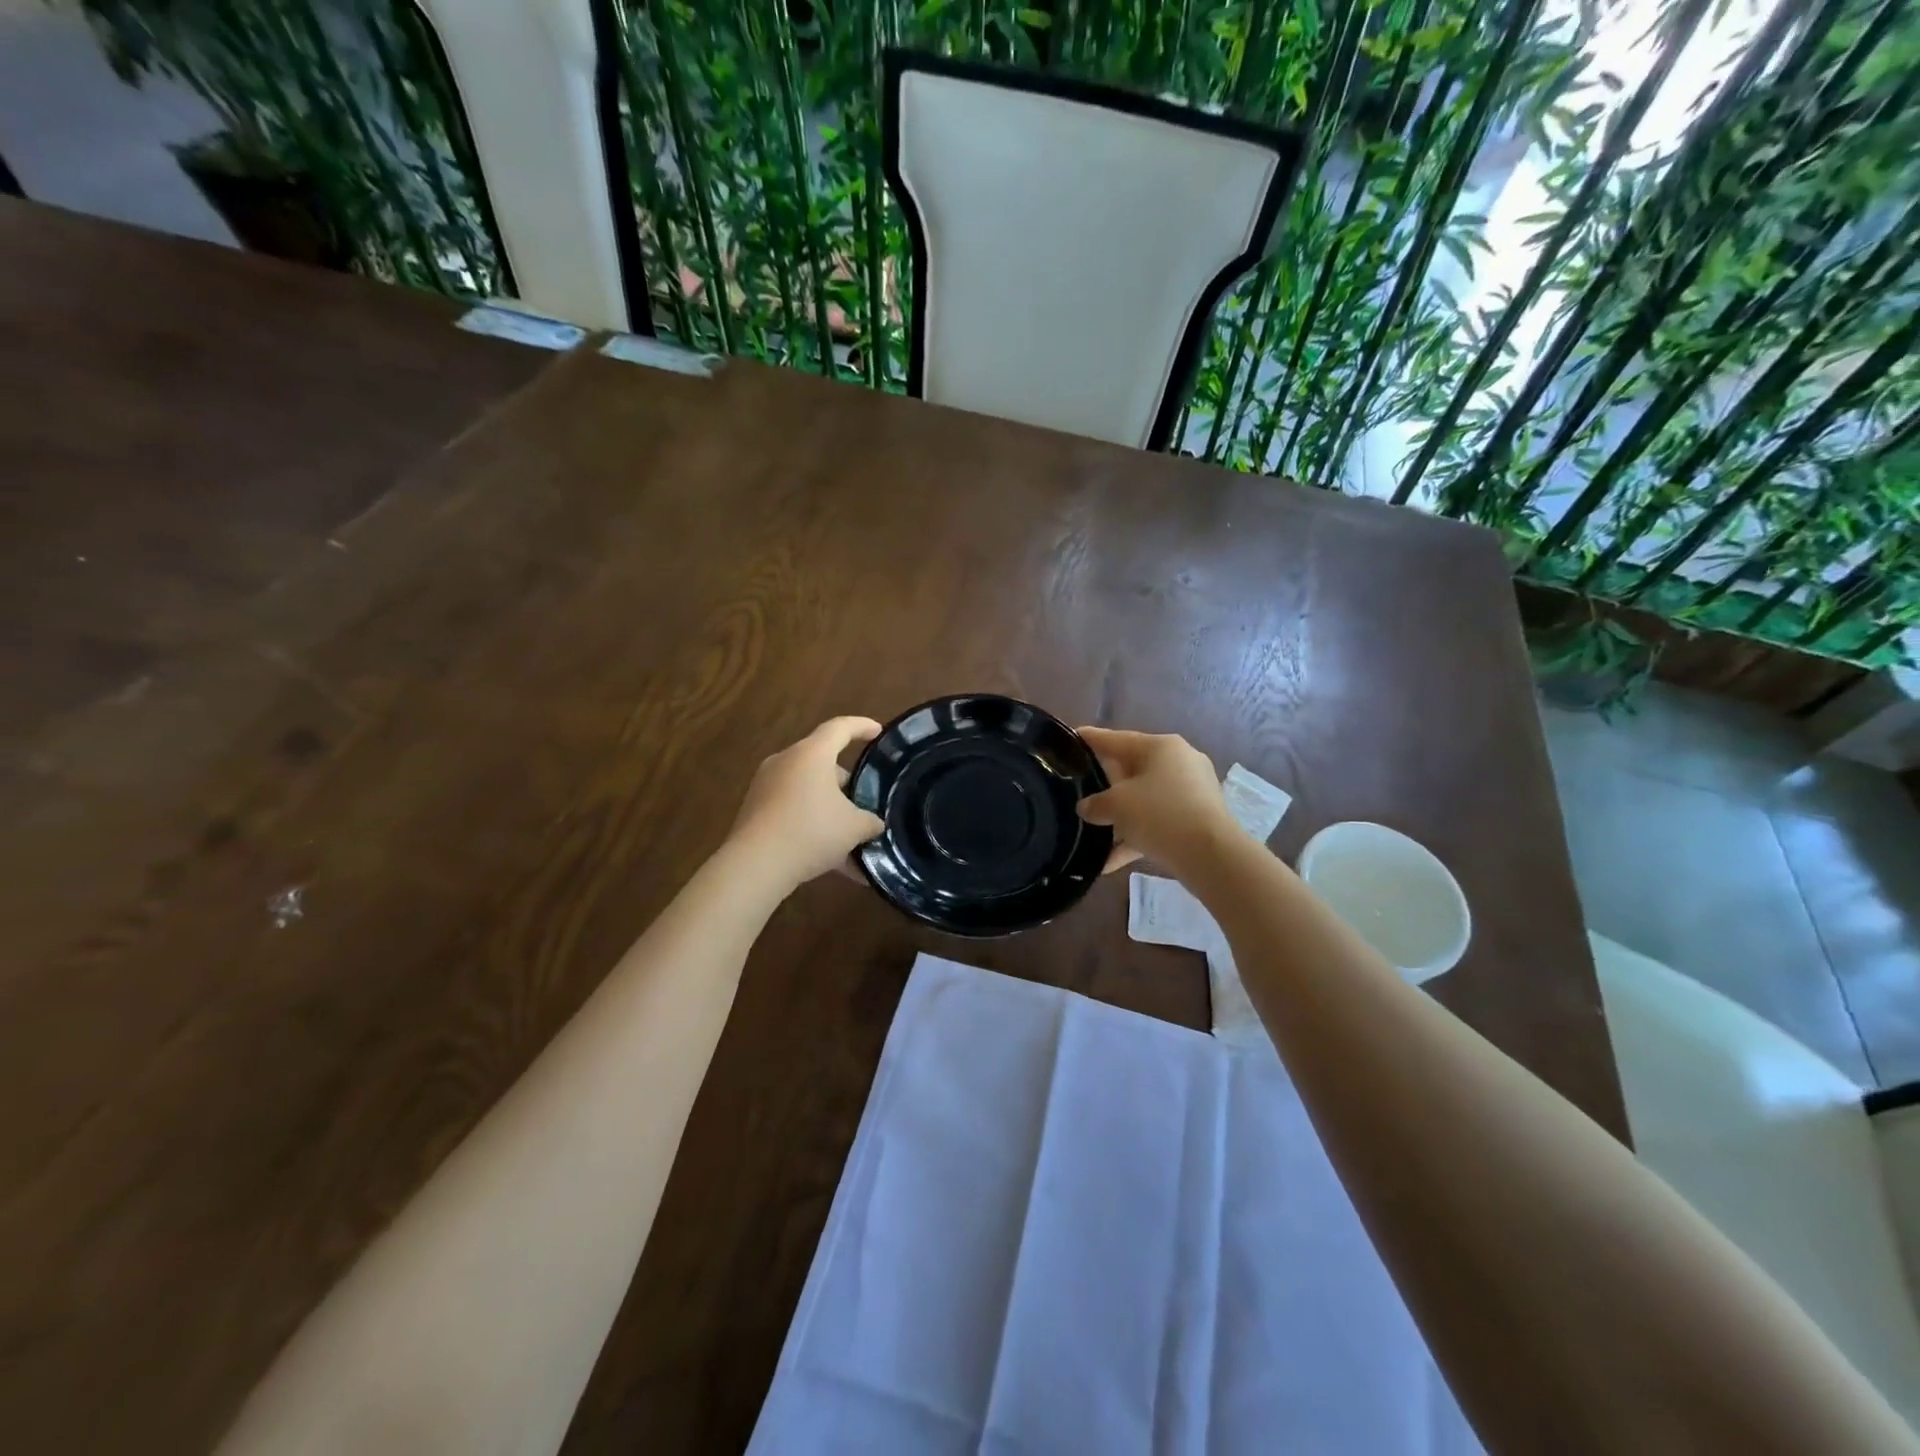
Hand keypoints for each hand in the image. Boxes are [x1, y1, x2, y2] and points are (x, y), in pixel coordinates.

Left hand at [728, 716, 885, 888]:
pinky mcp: (754, 810)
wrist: (755, 865)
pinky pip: (791, 810)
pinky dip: (811, 824)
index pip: (840, 728)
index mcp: (812, 754)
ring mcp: (765, 786)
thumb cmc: (811, 831)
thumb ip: (870, 821)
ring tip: (849, 835)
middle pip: (821, 761)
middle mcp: (785, 762)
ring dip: (828, 807)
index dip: (862, 726)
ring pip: (806, 789)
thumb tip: (874, 824)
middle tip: (863, 800)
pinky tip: (830, 857)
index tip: (878, 731)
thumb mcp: (854, 828)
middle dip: (845, 781)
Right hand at [1076, 727, 1236, 876]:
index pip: (1116, 739)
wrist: (1211, 855)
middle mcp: (1179, 761)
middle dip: (1105, 783)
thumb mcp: (1117, 806)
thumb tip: (1086, 808)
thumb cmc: (1160, 814)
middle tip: (1080, 788)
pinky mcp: (1198, 818)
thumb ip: (1096, 804)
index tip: (1071, 736)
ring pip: (1145, 799)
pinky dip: (1137, 837)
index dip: (1091, 739)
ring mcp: (1192, 791)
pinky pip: (1159, 822)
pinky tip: (1110, 862)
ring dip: (1120, 817)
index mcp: (1160, 747)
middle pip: (1132, 769)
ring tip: (1092, 832)